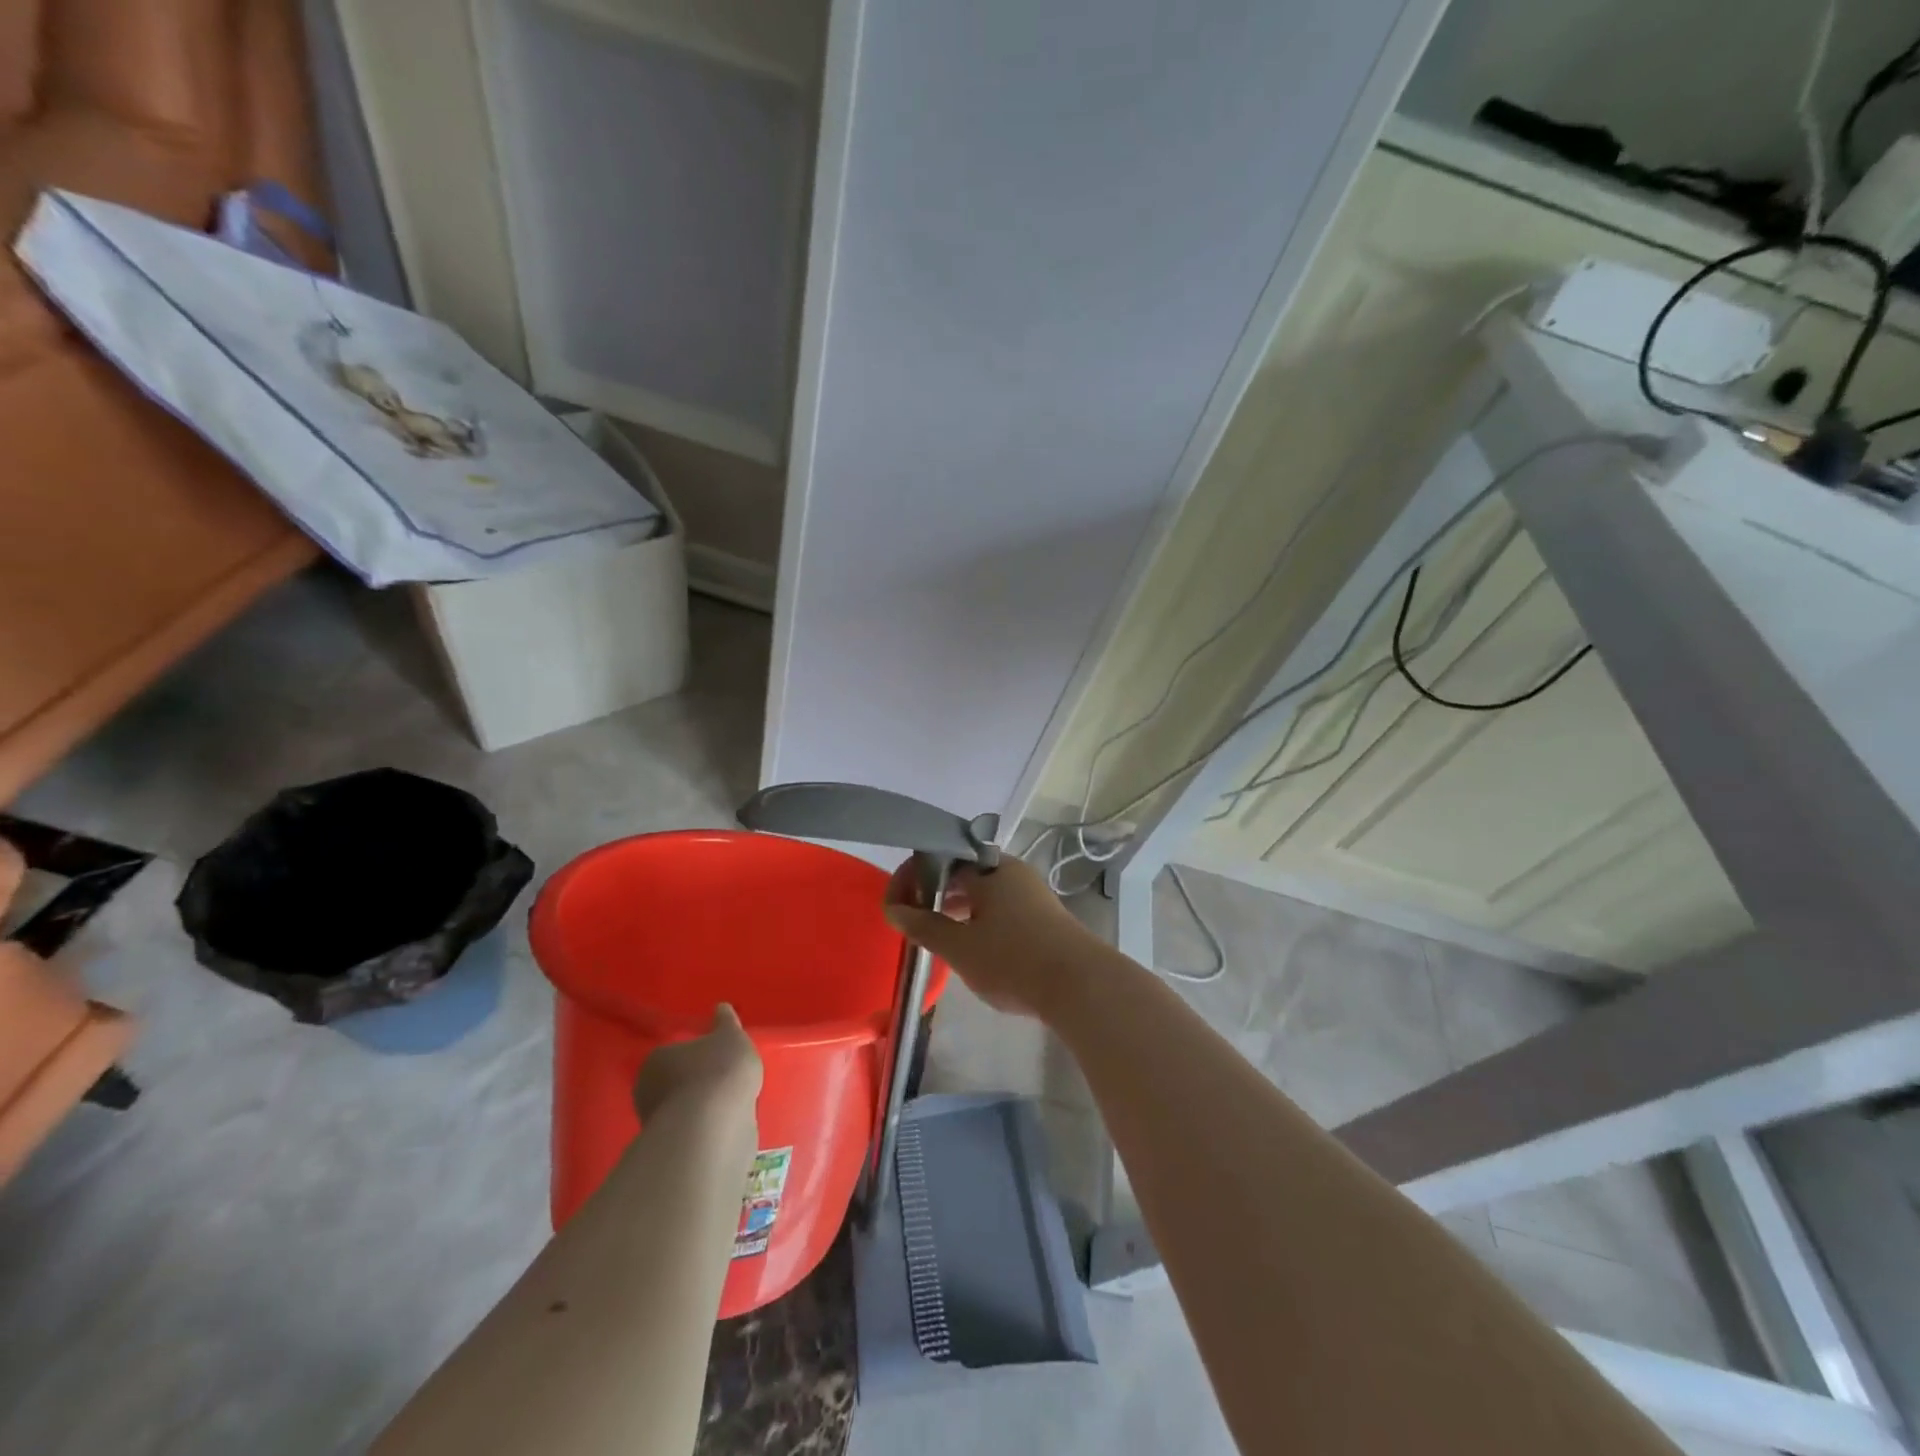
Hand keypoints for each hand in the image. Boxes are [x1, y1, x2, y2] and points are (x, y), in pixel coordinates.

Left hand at [633, 1004, 763, 1123]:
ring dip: (701, 1108)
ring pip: (683, 1110)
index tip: (717, 1056)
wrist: (712, 1128)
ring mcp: (656, 1126)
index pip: (675, 1052)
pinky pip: (691, 1133)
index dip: (697, 1054)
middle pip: (675, 1082)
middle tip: (725, 1080)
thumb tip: (721, 1008)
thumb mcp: (731, 1037)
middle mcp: (648, 1092)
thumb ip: (726, 1023)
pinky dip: (706, 1128)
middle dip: (696, 1082)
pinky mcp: (671, 1151)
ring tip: (731, 1104)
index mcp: (656, 1059)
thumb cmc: (718, 1071)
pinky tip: (726, 1124)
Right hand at [883, 855, 1100, 1019]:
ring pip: (982, 891)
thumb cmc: (1013, 960)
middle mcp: (1012, 871)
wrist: (1081, 986)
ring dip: (955, 907)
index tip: (895, 908)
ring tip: (937, 935)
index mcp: (990, 868)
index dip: (911, 879)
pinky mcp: (1043, 916)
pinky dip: (978, 918)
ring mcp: (1031, 893)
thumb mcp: (960, 947)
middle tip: (912, 921)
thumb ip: (924, 926)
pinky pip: (1000, 907)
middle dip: (933, 893)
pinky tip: (972, 945)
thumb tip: (895, 910)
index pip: (939, 859)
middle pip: (962, 872)